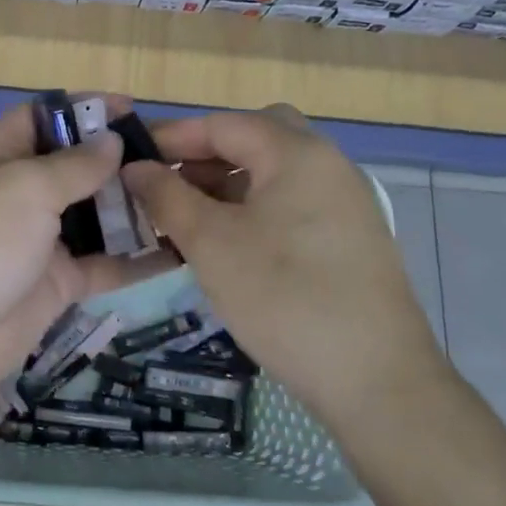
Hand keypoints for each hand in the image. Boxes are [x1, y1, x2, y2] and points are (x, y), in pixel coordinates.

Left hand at [0, 101, 160, 406]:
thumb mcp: (25, 188)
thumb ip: (74, 165)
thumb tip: (111, 141)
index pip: (42, 119)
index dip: (82, 110)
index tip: (131, 108)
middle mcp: (19, 194)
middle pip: (74, 166)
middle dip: (119, 159)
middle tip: (173, 156)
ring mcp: (40, 240)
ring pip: (94, 216)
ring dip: (133, 206)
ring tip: (184, 194)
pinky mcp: (58, 283)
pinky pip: (105, 264)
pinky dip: (137, 258)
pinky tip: (180, 249)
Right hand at [122, 105, 442, 422]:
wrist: (376, 381)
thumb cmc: (284, 297)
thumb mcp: (212, 243)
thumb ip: (167, 196)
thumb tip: (136, 168)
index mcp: (297, 153)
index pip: (222, 124)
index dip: (171, 137)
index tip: (129, 159)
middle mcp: (327, 165)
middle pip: (255, 138)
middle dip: (205, 155)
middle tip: (167, 184)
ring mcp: (343, 203)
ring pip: (272, 174)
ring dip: (226, 185)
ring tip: (185, 219)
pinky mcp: (348, 239)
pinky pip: (290, 205)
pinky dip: (252, 210)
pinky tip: (225, 245)